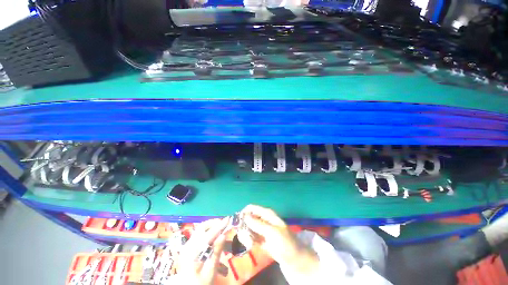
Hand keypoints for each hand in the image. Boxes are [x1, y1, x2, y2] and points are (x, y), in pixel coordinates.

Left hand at [176, 218, 228, 284]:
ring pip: (200, 229)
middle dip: (214, 223)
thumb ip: (216, 252)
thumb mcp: (210, 270)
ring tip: (221, 228)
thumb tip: (223, 235)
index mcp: (193, 252)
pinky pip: (199, 234)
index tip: (228, 219)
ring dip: (211, 226)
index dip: (219, 226)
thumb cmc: (201, 281)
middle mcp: (189, 245)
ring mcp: (187, 245)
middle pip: (202, 227)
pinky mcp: (188, 247)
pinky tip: (214, 236)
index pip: (209, 234)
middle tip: (225, 224)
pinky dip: (208, 231)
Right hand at [240, 205, 318, 273]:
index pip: (252, 208)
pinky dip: (249, 240)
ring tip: (249, 242)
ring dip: (246, 234)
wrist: (295, 259)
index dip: (243, 213)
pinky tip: (251, 245)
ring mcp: (262, 230)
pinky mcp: (262, 239)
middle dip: (244, 225)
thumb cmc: (285, 243)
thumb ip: (258, 224)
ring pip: (249, 228)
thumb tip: (244, 216)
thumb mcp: (272, 232)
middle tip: (243, 235)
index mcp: (267, 214)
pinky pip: (252, 237)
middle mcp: (263, 219)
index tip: (237, 223)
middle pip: (249, 218)